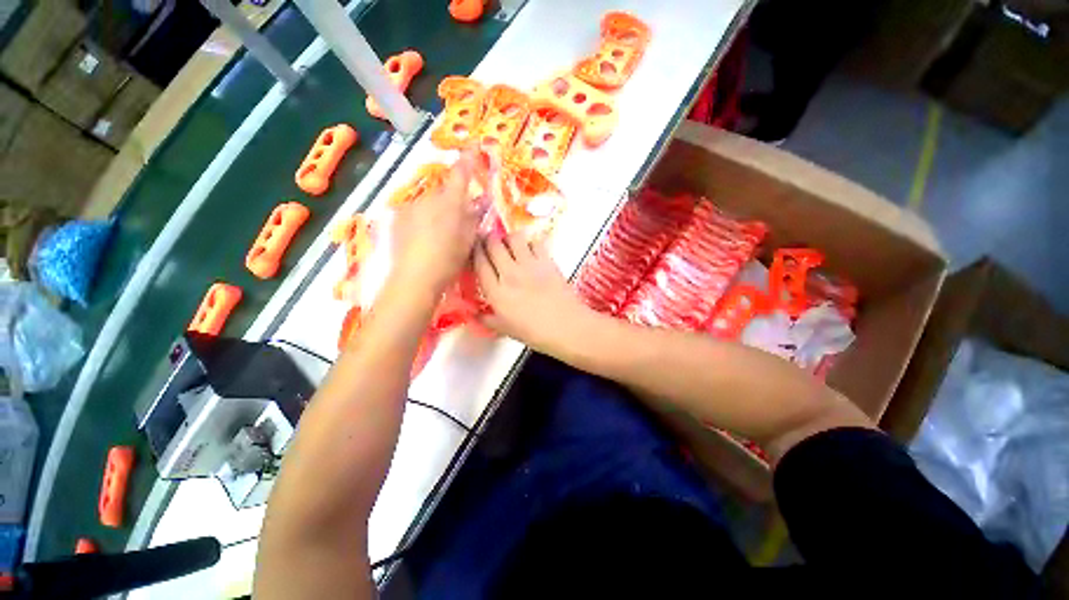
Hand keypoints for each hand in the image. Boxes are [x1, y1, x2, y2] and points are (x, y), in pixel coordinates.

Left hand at [391, 153, 480, 294]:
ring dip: (437, 211)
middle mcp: (427, 198)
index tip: (473, 146)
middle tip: (460, 218)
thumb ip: (473, 217)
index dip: (468, 160)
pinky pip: (416, 213)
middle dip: (452, 200)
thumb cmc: (448, 259)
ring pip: (429, 203)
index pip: (461, 175)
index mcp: (449, 202)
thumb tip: (479, 202)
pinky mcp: (398, 219)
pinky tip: (425, 238)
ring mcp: (410, 207)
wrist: (415, 277)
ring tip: (441, 234)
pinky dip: (424, 220)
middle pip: (443, 192)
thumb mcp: (468, 239)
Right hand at [474, 234, 592, 351]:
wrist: (567, 327)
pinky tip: (529, 251)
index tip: (474, 248)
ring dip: (508, 238)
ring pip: (513, 238)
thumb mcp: (505, 330)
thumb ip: (486, 319)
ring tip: (509, 244)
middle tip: (489, 242)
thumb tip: (473, 314)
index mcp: (496, 292)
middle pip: (493, 244)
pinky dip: (529, 243)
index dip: (474, 251)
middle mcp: (509, 274)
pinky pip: (534, 242)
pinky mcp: (547, 261)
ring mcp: (529, 265)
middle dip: (487, 239)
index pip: (479, 262)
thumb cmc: (535, 333)